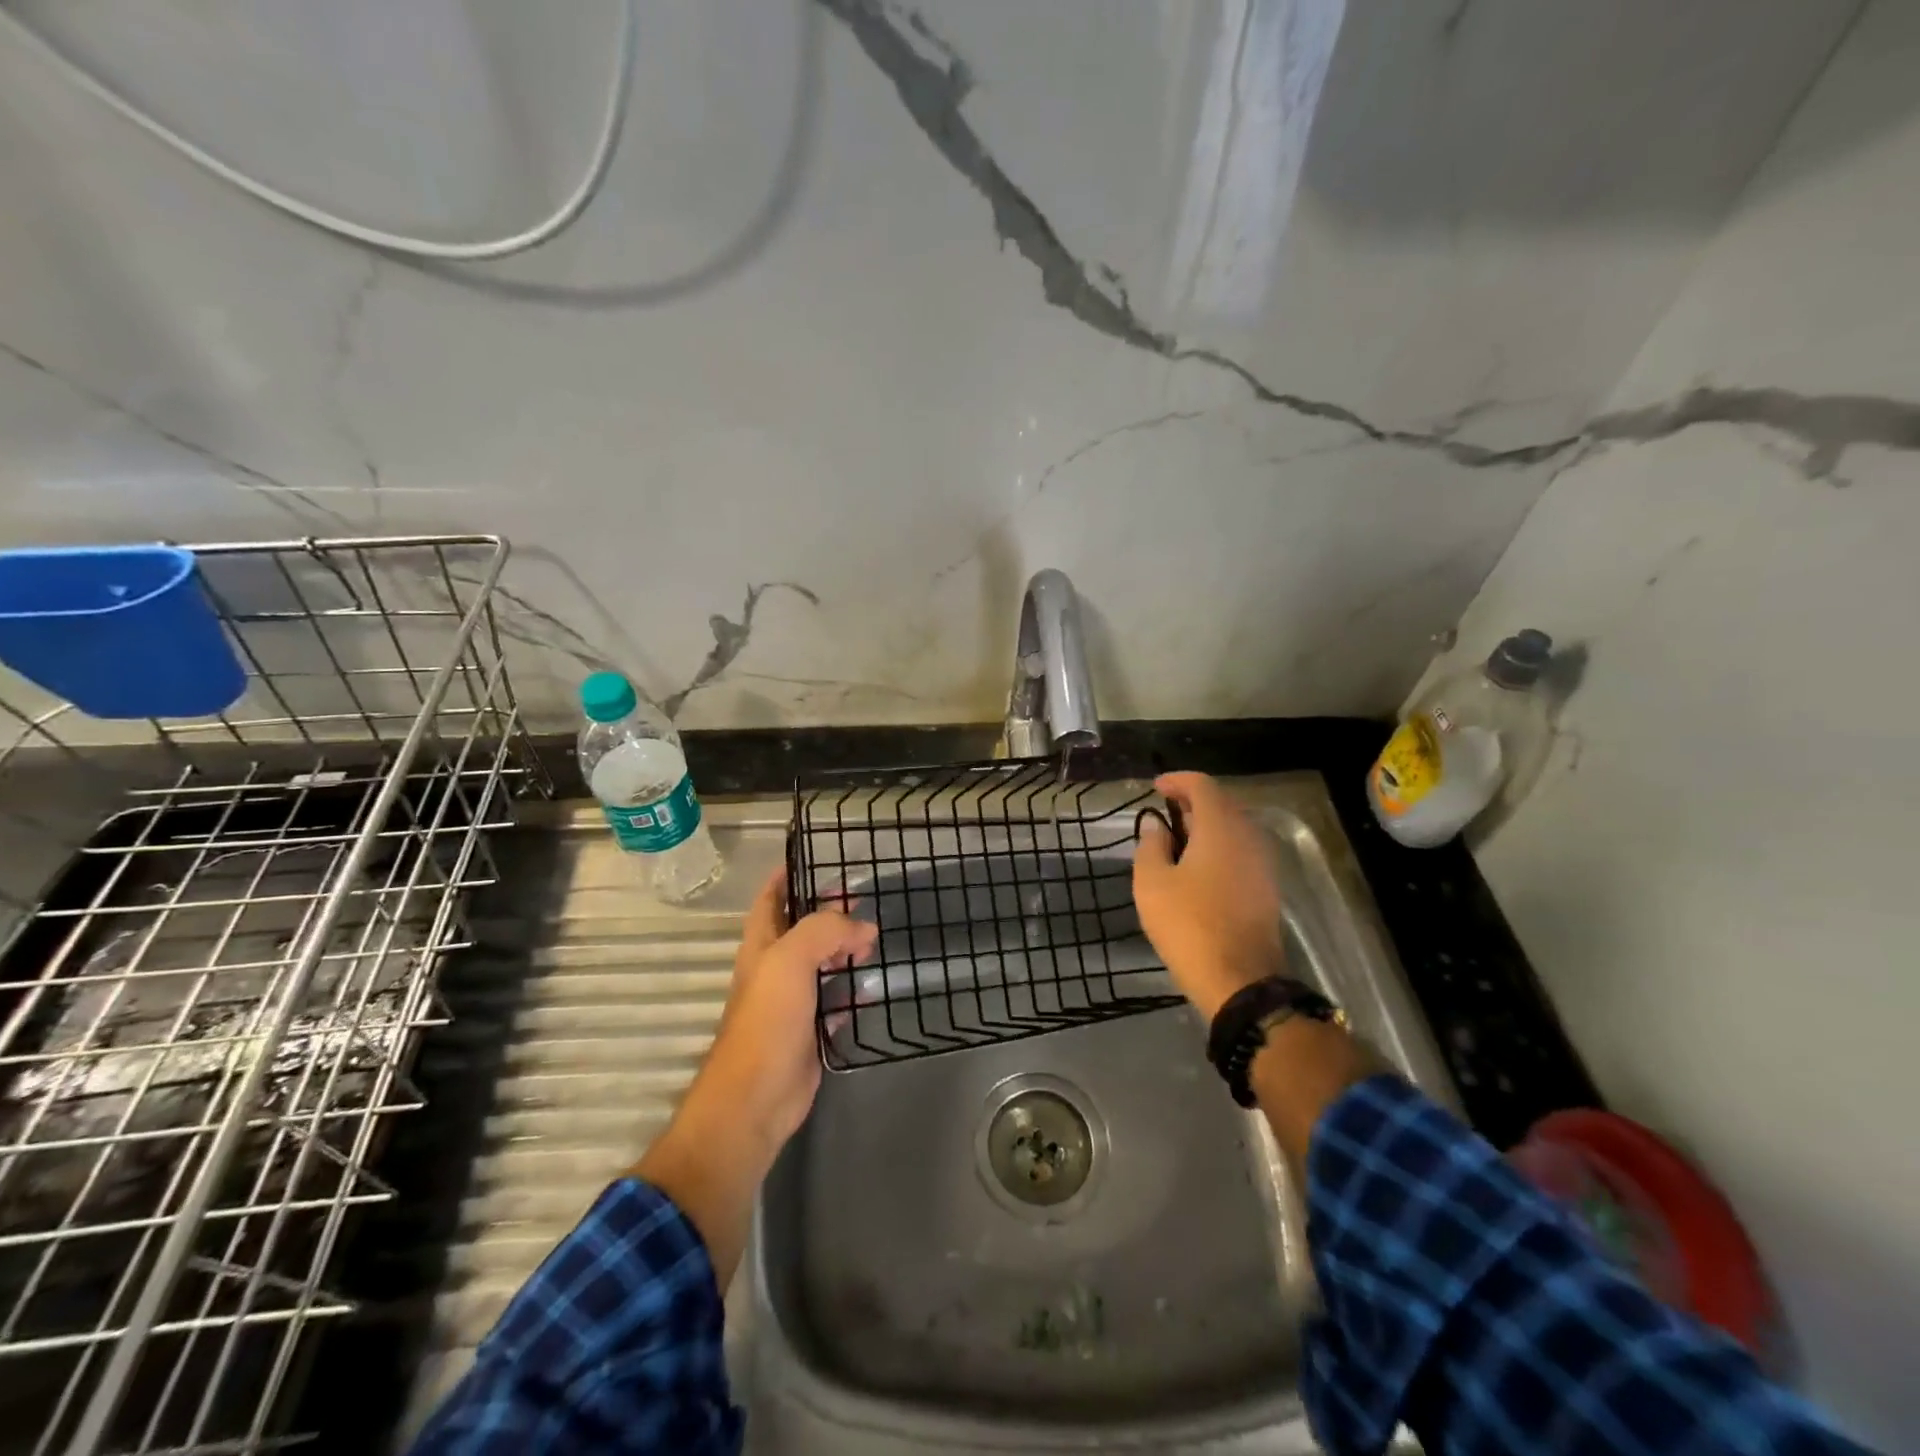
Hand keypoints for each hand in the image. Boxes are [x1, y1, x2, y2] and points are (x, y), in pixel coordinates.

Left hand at [696, 866, 878, 1148]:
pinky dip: (853, 989)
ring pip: (822, 962)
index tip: (818, 856)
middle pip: (803, 927)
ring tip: (876, 935)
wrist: (756, 1099)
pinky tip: (873, 983)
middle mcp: (775, 966)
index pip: (772, 896)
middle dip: (829, 910)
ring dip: (845, 948)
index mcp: (761, 943)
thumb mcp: (790, 960)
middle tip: (864, 898)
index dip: (790, 874)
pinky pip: (835, 999)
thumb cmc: (767, 1021)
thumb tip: (863, 927)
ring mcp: (793, 1000)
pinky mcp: (811, 1029)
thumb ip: (824, 931)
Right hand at [1133, 771, 1286, 1017]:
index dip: (1178, 781)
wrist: (1239, 980)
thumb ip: (1151, 845)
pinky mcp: (1267, 888)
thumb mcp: (1152, 883)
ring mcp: (1263, 863)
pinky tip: (1198, 867)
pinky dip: (1219, 847)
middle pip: (1222, 804)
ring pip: (1234, 829)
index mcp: (1221, 828)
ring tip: (1178, 840)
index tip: (1156, 788)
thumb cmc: (1188, 925)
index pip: (1202, 785)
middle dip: (1193, 802)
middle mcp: (1249, 837)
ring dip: (1207, 826)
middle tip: (1165, 813)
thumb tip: (1157, 825)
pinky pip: (1241, 851)